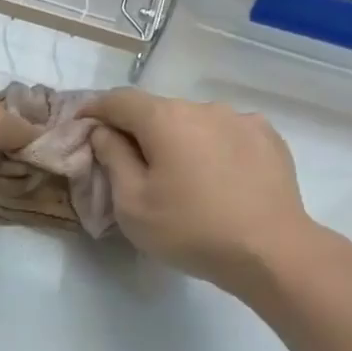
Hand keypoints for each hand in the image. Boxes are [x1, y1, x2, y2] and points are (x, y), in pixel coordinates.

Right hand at [86, 88, 319, 292]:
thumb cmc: (190, 230)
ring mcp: (242, 120)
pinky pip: (227, 136)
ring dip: (179, 142)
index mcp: (166, 119)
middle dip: (139, 132)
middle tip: (129, 166)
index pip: (119, 100)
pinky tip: (216, 180)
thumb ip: (112, 159)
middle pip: (159, 111)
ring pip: (195, 124)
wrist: (269, 251)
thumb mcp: (132, 204)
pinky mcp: (269, 139)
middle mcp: (205, 107)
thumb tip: (104, 131)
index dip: (95, 109)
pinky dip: (212, 150)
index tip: (81, 124)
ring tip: (179, 179)